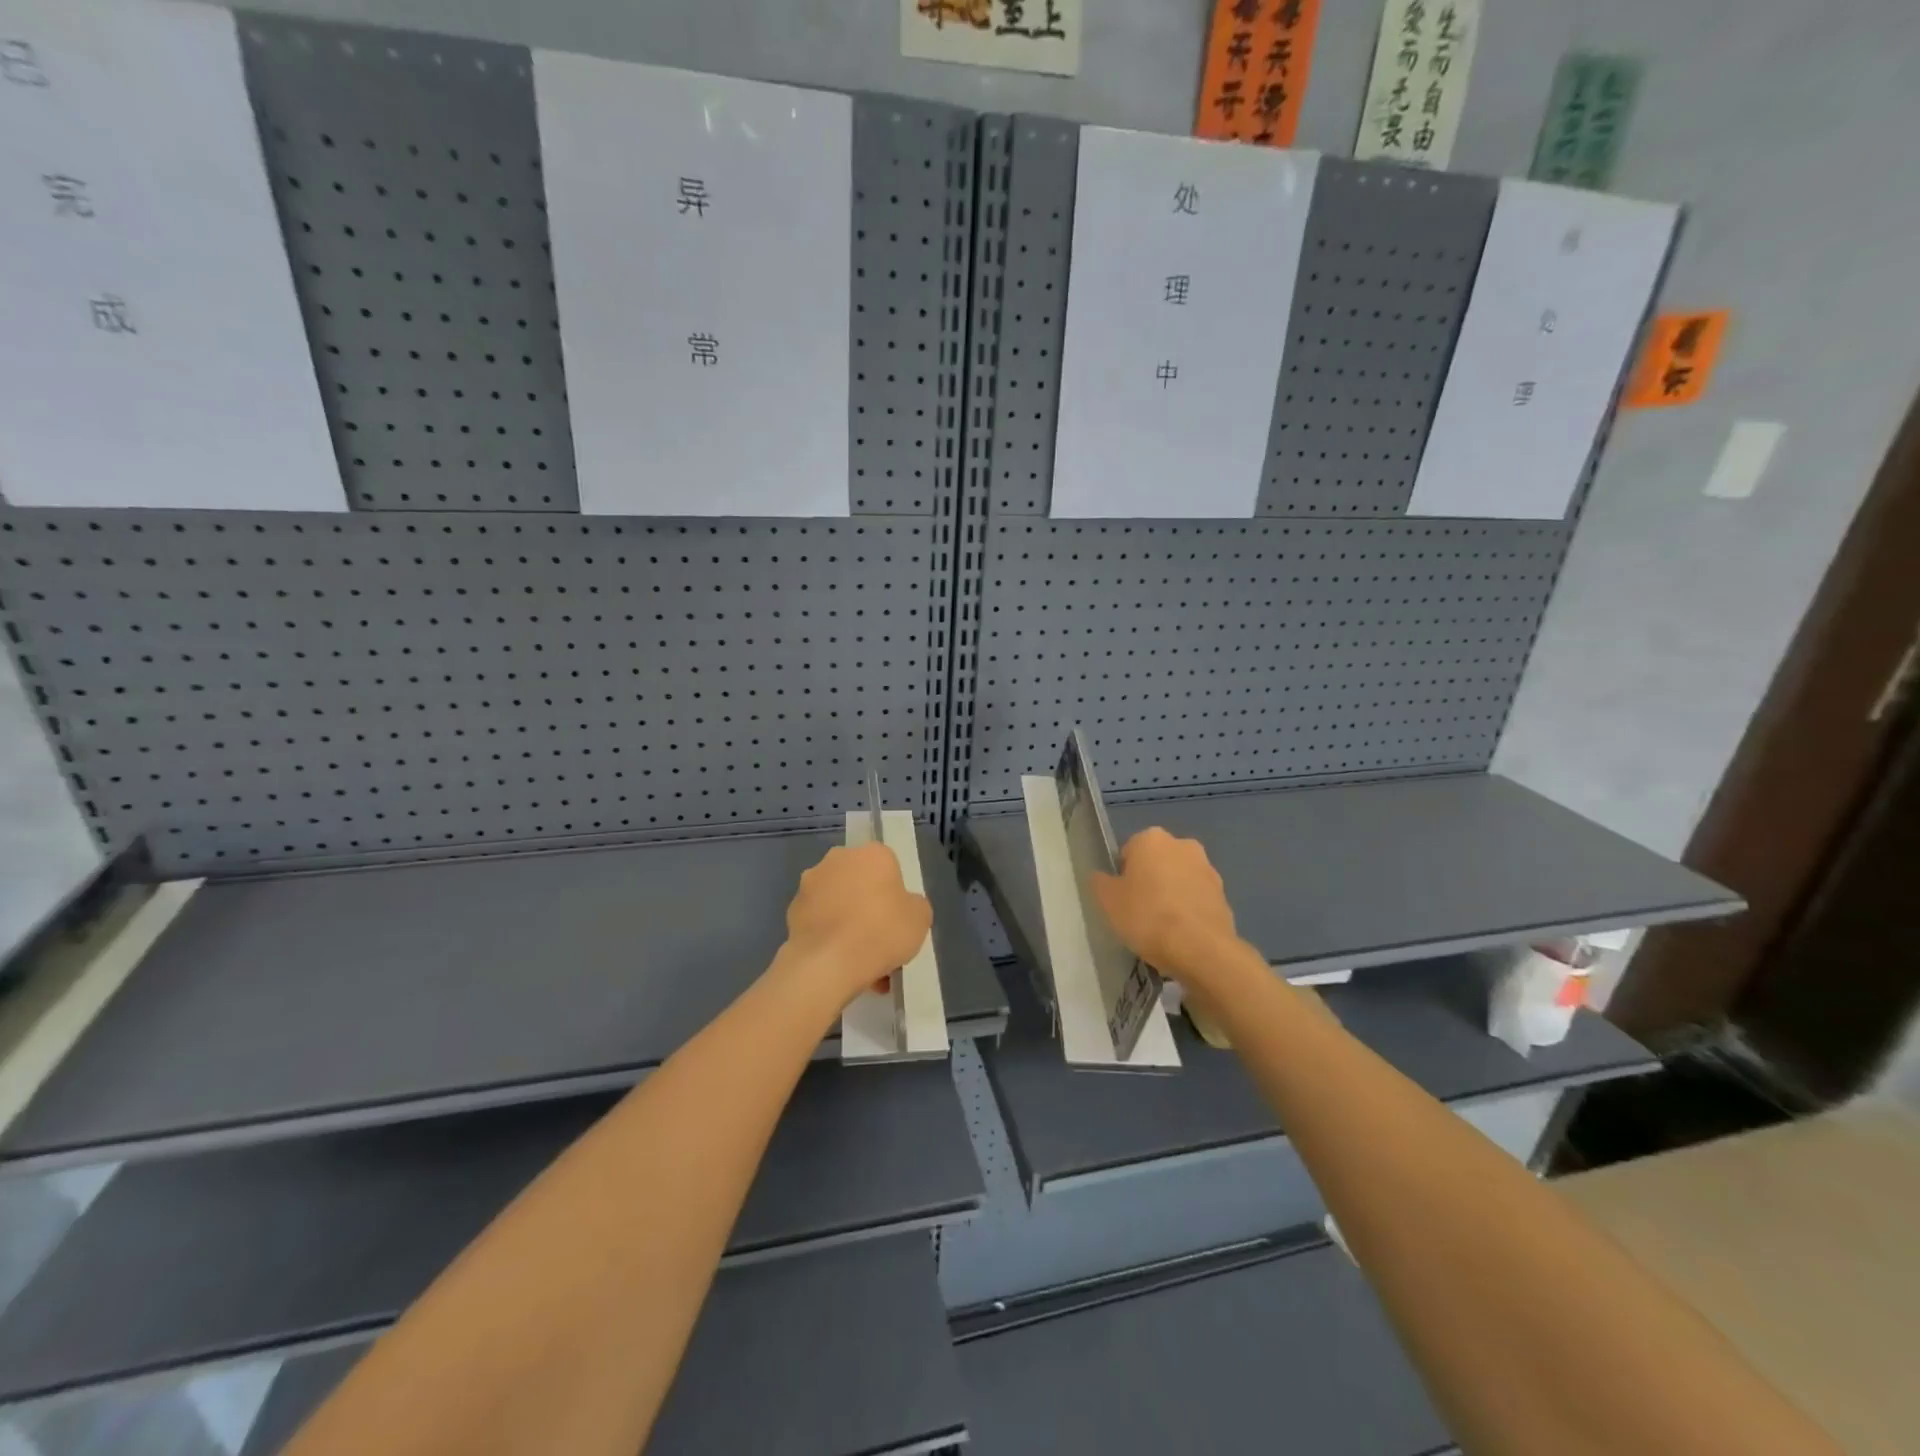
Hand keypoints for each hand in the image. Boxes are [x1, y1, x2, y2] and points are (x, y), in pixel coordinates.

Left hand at [782, 843, 932, 1008]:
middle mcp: (839, 859)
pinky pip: (819, 922)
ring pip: (837, 902)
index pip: (888, 866)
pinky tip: (839, 966)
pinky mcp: (792, 910)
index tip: (897, 918)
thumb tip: (902, 906)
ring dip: (847, 923)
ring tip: (859, 963)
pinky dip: (828, 937)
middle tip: (879, 939)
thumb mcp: (920, 919)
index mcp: (873, 854)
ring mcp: (811, 883)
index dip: (894, 893)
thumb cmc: (881, 932)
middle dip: (867, 905)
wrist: (828, 963)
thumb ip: (913, 905)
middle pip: (859, 881)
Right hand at [1090, 828, 1241, 987]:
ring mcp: (1208, 869)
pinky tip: (1180, 935)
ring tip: (1161, 928)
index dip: (1122, 877)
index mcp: (1151, 838)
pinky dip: (1188, 911)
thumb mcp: (1107, 900)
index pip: (1128, 852)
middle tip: (1138, 912)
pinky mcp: (1224, 895)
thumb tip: (1103, 877)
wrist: (1200, 948)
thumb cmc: (1146, 916)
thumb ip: (1100, 882)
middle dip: (1149, 881)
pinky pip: (1196, 899)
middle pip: (1156, 862)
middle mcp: (1182, 844)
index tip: (1121, 900)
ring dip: (1170, 895)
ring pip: (1178, 880)